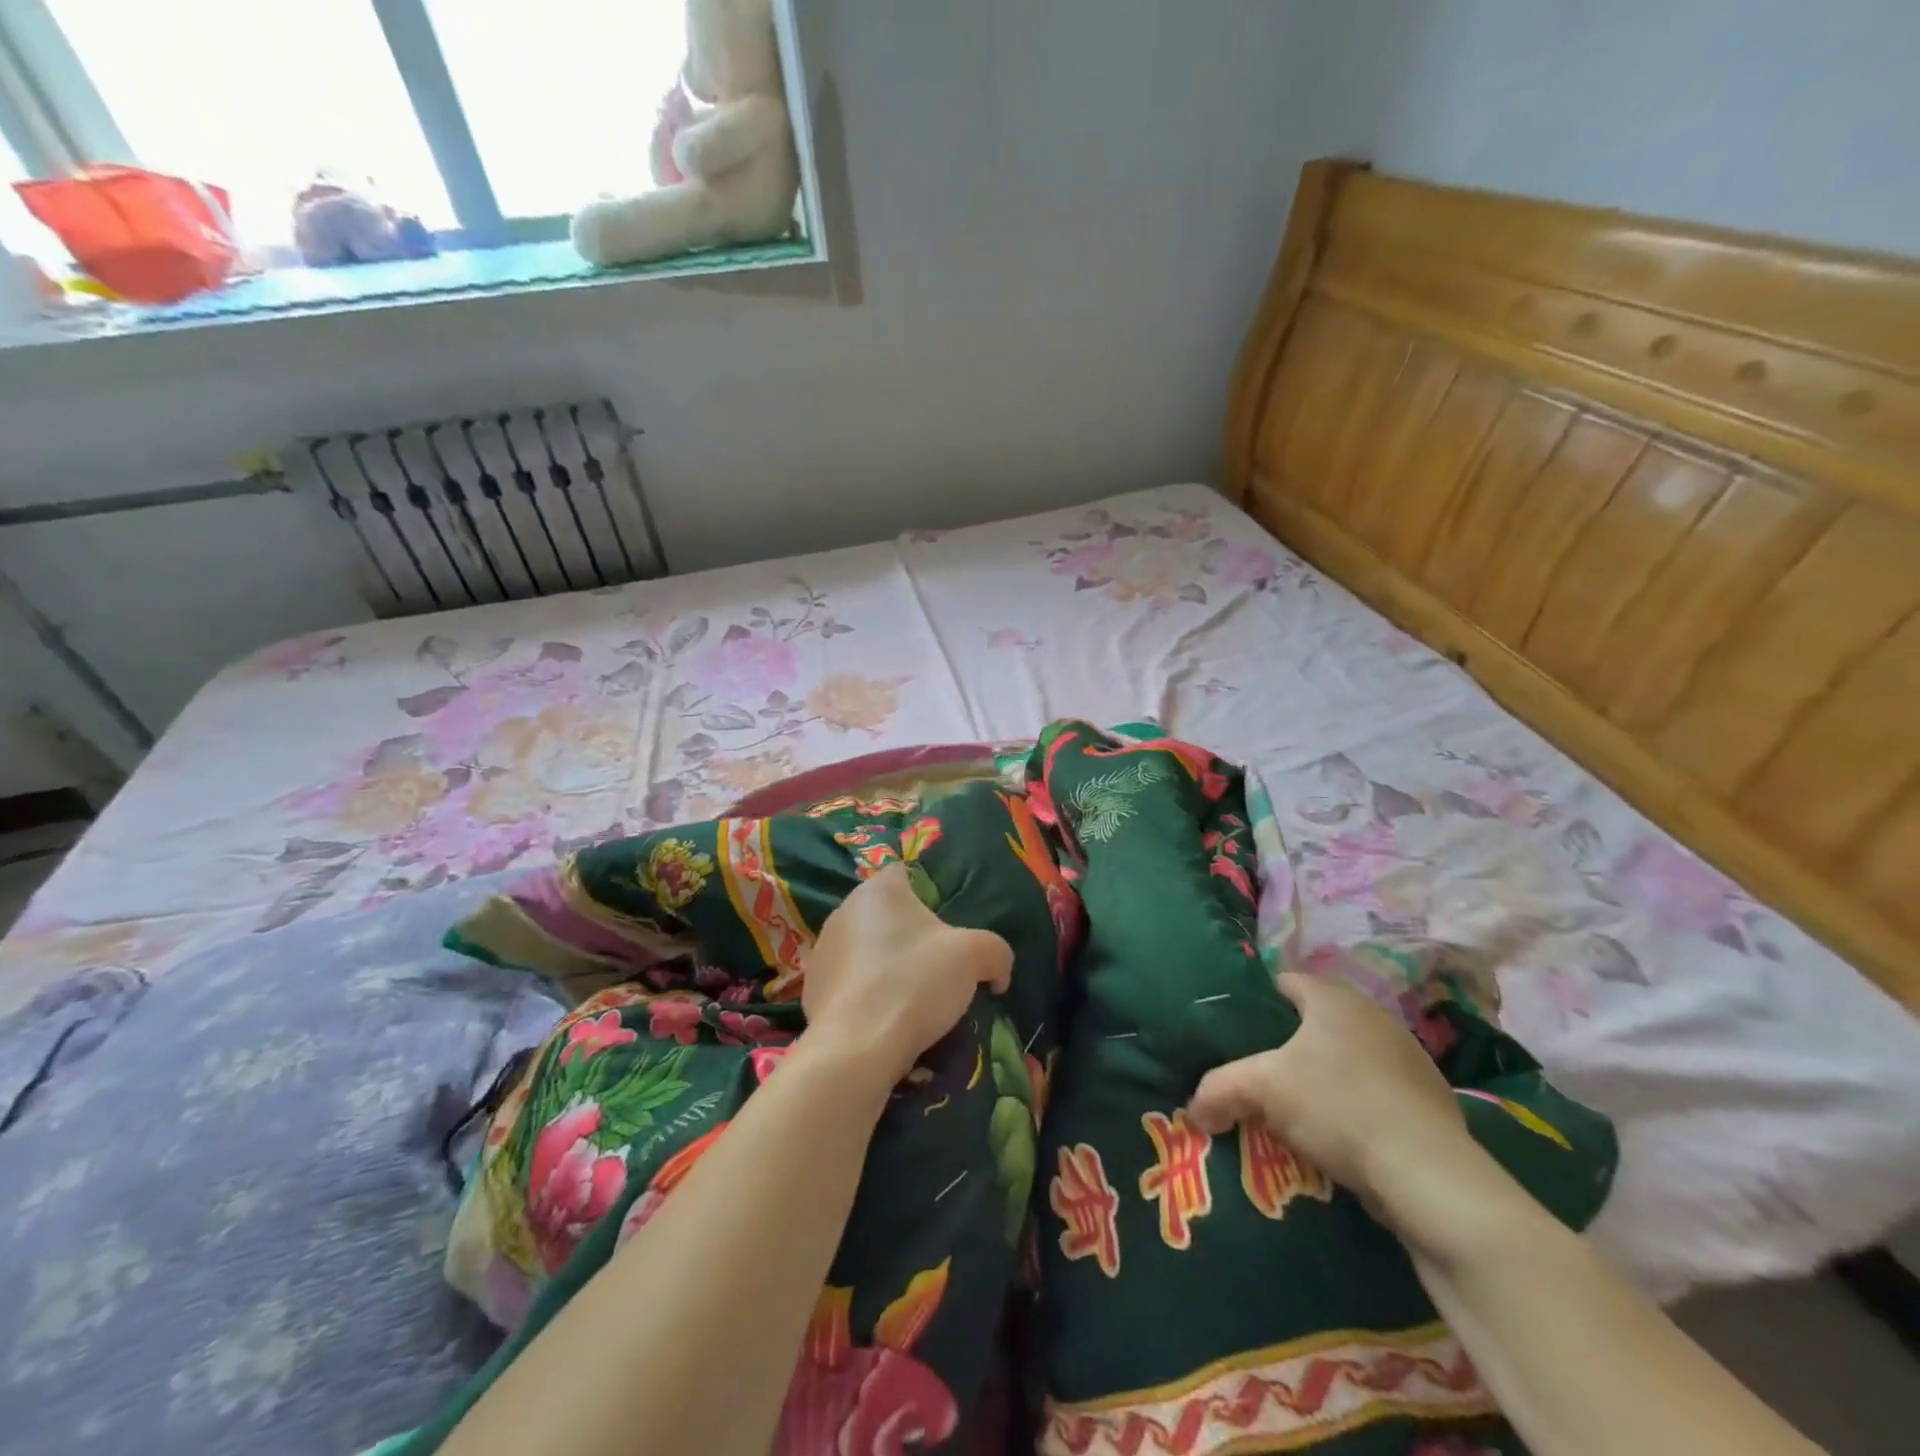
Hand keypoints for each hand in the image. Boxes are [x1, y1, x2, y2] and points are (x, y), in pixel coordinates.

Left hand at [801, 865, 1012, 1085]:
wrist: (856, 1048)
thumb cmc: (914, 983)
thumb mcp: (973, 957)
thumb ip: (995, 952)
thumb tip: (999, 973)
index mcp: (879, 889)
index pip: (905, 874)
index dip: (928, 895)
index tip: (946, 927)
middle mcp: (844, 910)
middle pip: (886, 914)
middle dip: (908, 935)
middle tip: (935, 967)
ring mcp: (823, 950)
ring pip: (865, 948)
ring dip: (886, 965)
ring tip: (911, 999)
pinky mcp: (812, 988)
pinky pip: (849, 982)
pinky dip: (866, 994)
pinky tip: (884, 1019)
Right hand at [1187, 973, 1483, 1228]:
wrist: (1427, 1174)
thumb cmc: (1336, 1105)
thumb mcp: (1261, 1089)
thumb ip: (1219, 1088)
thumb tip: (1194, 1109)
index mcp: (1333, 998)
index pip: (1286, 982)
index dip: (1257, 1003)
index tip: (1237, 1032)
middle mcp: (1374, 1015)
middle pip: (1317, 1020)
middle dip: (1290, 1044)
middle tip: (1261, 1072)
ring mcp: (1409, 1057)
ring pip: (1349, 1056)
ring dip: (1326, 1076)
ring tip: (1299, 1109)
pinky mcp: (1431, 1100)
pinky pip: (1378, 1090)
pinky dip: (1357, 1104)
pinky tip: (1342, 1136)